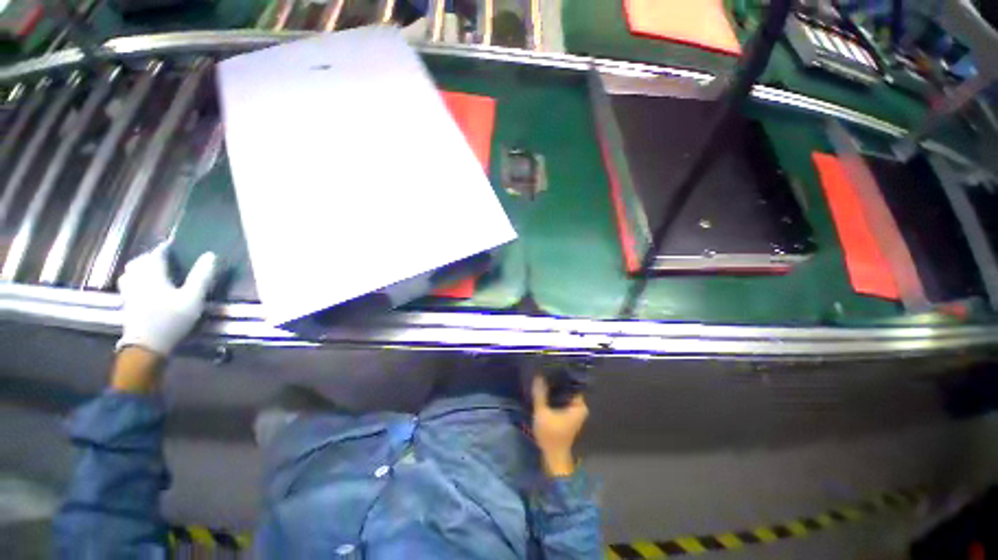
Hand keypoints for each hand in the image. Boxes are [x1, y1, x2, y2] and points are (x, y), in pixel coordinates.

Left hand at [117, 241, 217, 356]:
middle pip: (139, 261)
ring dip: (139, 267)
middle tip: (164, 258)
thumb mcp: (193, 298)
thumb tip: (210, 255)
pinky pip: (127, 284)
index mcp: (152, 274)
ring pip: (130, 272)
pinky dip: (134, 279)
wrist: (147, 345)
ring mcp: (129, 292)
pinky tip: (142, 286)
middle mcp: (137, 279)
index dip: (165, 248)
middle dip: (150, 257)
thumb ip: (201, 276)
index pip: (156, 254)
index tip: (173, 245)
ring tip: (151, 269)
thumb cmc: (172, 320)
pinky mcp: (126, 304)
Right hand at [532, 374, 588, 476]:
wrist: (553, 457)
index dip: (562, 375)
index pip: (573, 383)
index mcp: (579, 406)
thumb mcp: (542, 413)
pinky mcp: (569, 415)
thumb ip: (540, 394)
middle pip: (569, 388)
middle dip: (557, 381)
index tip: (552, 367)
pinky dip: (555, 396)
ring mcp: (575, 412)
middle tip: (545, 371)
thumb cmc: (550, 436)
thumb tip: (538, 376)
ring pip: (565, 394)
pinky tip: (545, 391)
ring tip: (544, 378)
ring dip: (555, 389)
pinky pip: (563, 400)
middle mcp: (580, 407)